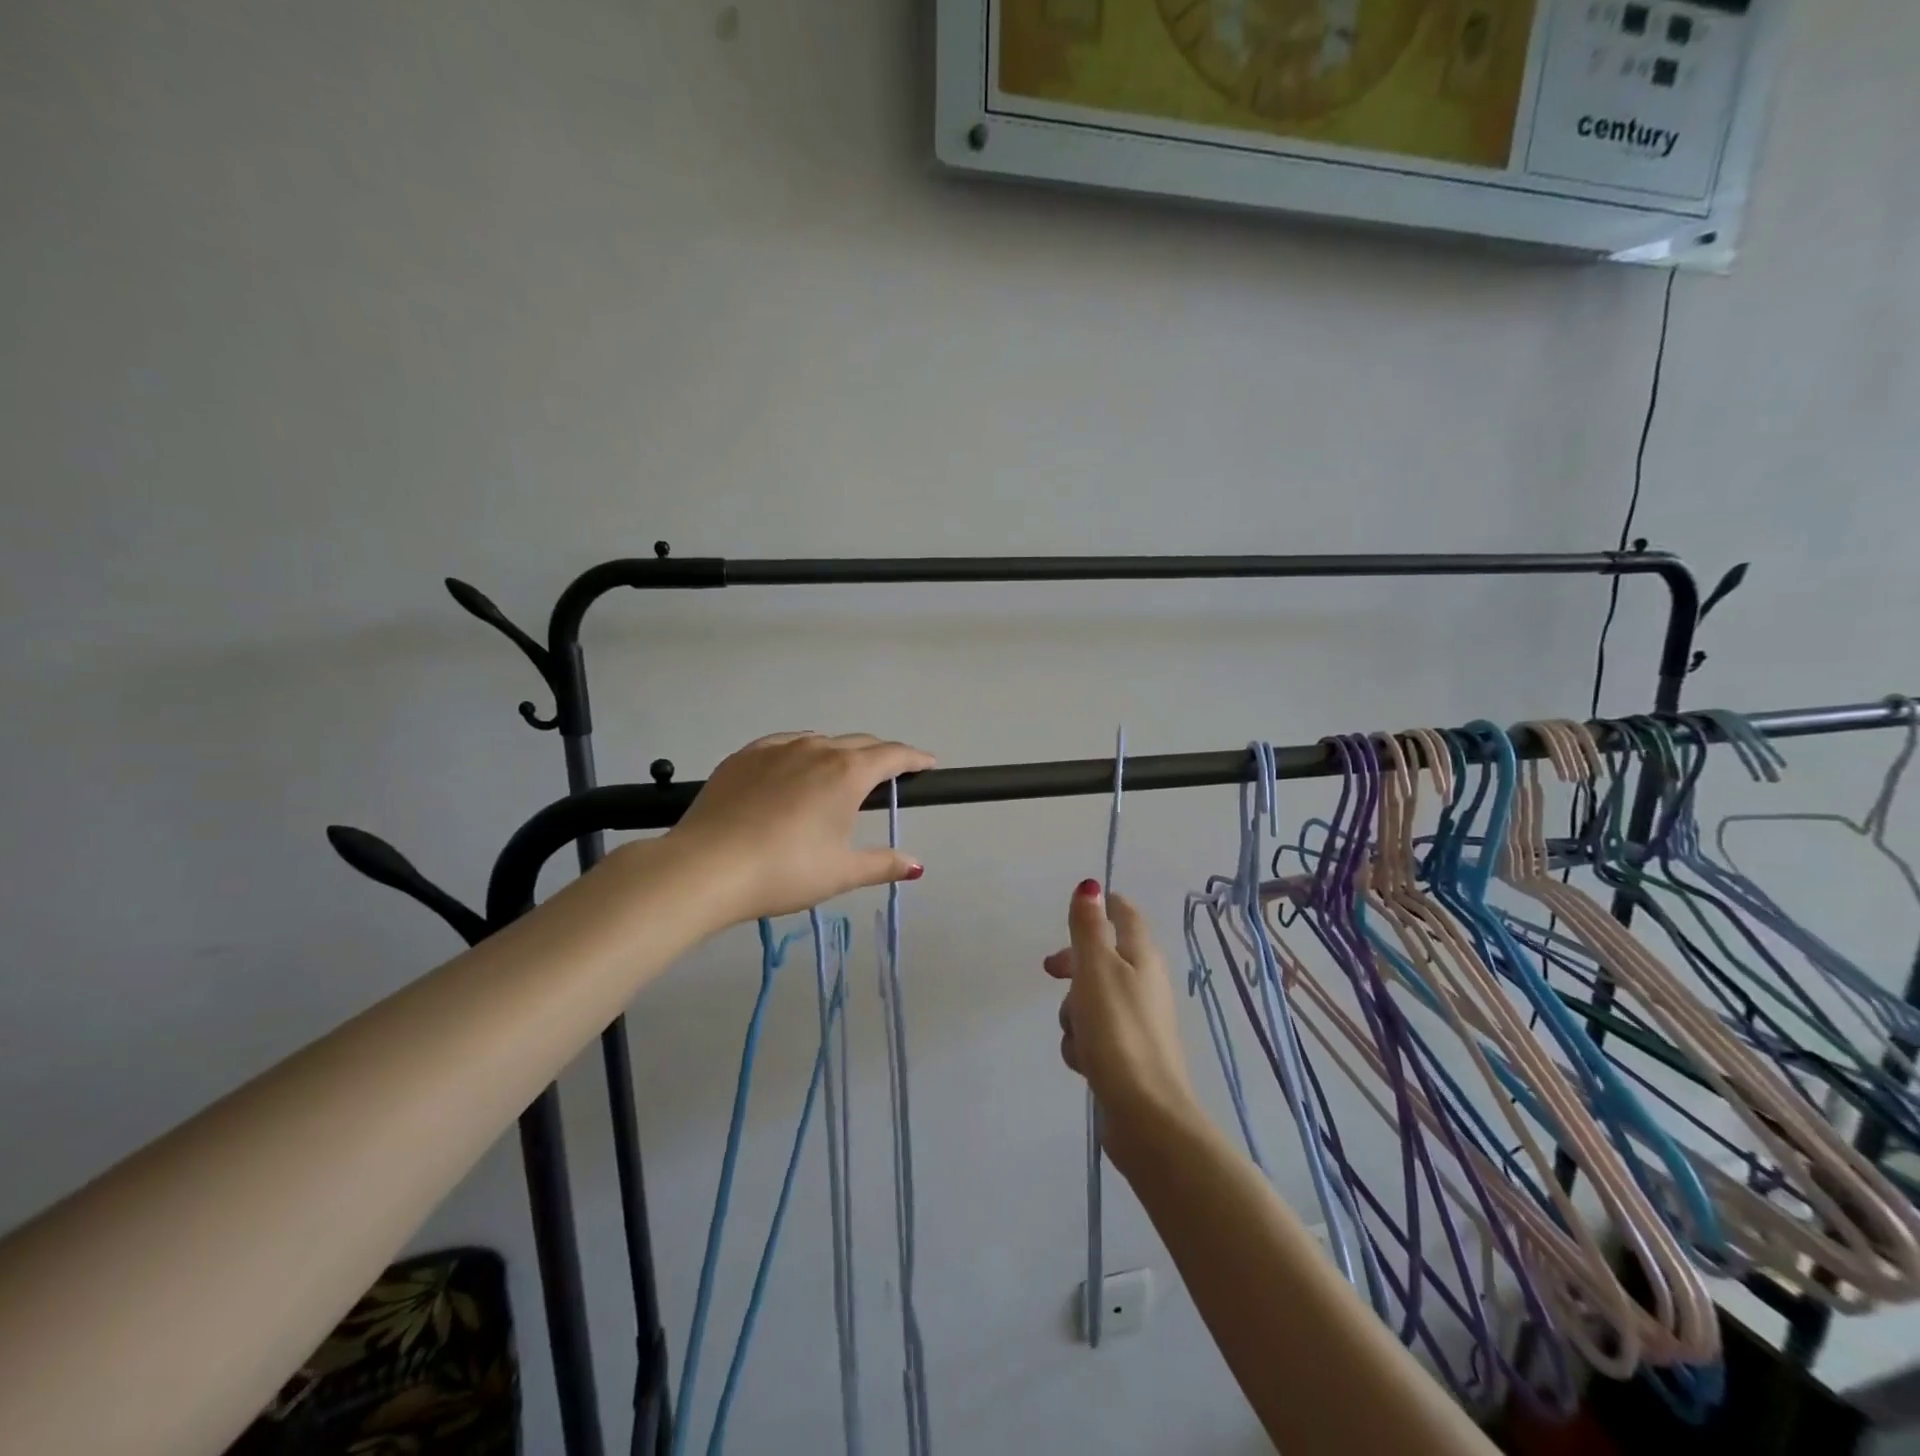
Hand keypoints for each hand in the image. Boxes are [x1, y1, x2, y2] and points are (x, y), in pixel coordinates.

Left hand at [665, 732, 934, 923]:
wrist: (707, 867)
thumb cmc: (786, 870)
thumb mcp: (841, 872)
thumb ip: (883, 864)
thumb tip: (917, 865)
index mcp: (847, 773)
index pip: (892, 755)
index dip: (914, 758)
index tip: (927, 764)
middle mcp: (816, 749)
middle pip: (859, 744)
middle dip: (880, 756)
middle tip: (890, 775)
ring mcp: (775, 749)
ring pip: (819, 741)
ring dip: (839, 754)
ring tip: (839, 776)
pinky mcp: (743, 757)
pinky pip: (783, 745)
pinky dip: (800, 754)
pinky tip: (793, 770)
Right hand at [1045, 881, 1198, 1161]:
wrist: (1145, 1114)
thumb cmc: (1118, 1031)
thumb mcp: (1096, 969)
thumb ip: (1089, 927)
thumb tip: (1090, 885)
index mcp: (1142, 957)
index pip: (1126, 916)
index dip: (1102, 907)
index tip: (1077, 910)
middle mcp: (1145, 984)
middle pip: (1102, 958)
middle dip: (1073, 967)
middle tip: (1051, 972)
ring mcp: (1137, 1022)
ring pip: (1091, 1000)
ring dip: (1074, 1013)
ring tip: (1077, 1034)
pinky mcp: (1127, 1056)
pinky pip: (1094, 1035)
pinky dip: (1083, 1044)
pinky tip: (1083, 1062)